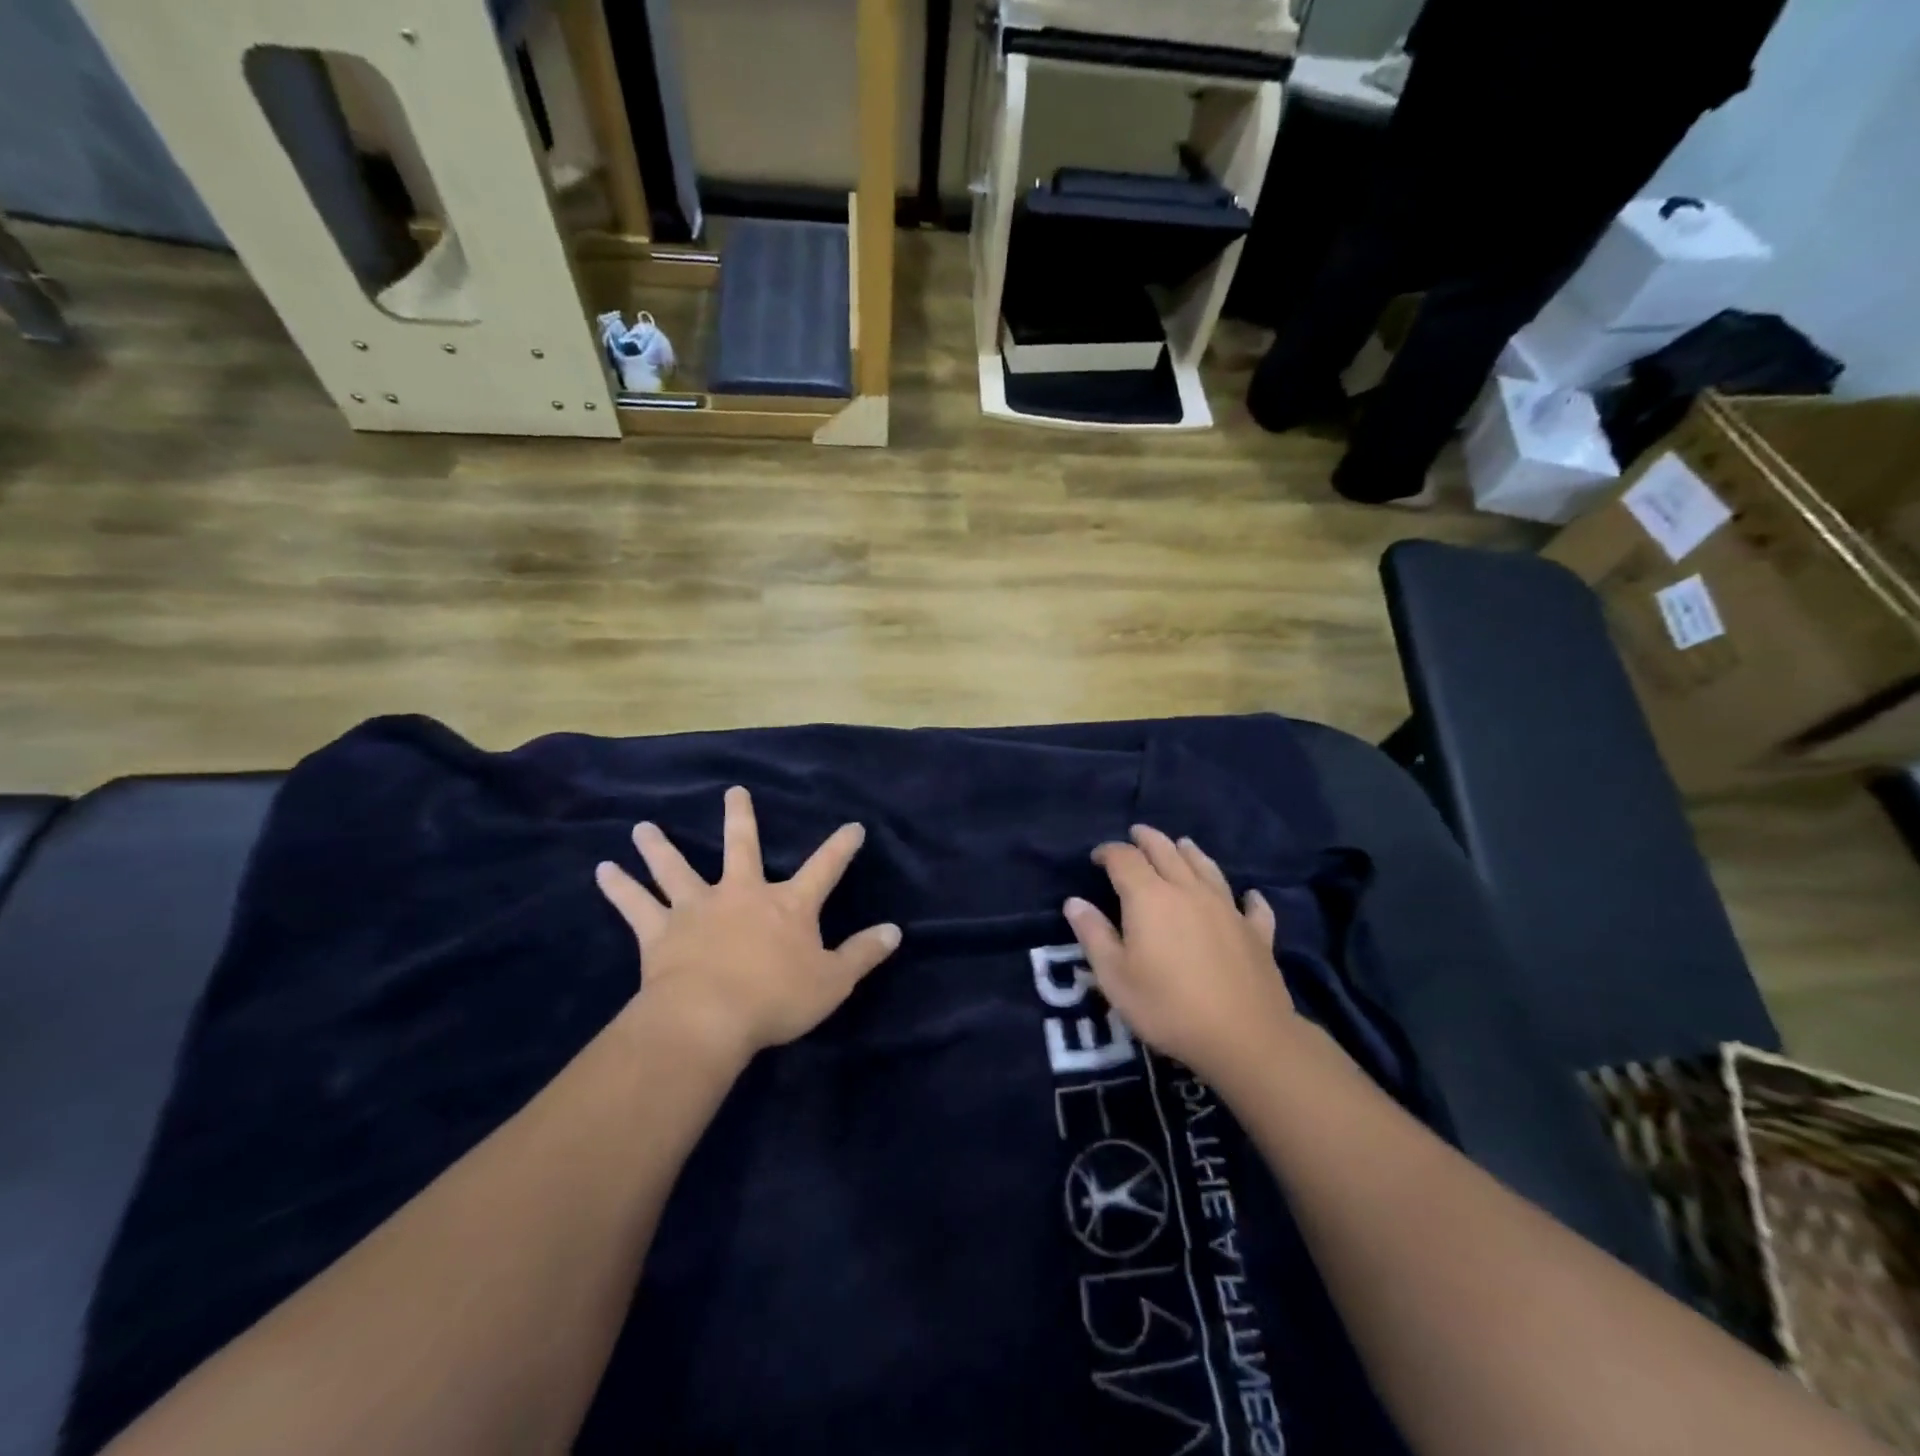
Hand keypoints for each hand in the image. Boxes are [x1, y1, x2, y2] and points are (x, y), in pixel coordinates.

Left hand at [595, 787, 901, 1062]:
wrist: (708, 1019)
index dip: (841, 847)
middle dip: (740, 817)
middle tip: (733, 791)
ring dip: (660, 847)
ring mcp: (697, 908)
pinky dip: (619, 887)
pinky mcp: (660, 932)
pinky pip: (636, 905)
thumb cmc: (776, 999)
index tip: (853, 825)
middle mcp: (742, 894)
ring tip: (643, 827)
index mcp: (788, 905)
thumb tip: (896, 931)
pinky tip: (602, 870)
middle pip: (742, 847)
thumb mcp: (832, 981)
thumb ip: (864, 953)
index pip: (825, 868)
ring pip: (677, 868)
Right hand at [1064, 825, 1292, 1078]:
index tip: (1097, 857)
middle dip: (1147, 839)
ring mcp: (1227, 909)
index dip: (1108, 852)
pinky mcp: (1256, 933)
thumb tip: (1074, 902)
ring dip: (1190, 853)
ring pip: (1206, 868)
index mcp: (1149, 897)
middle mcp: (1188, 891)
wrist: (1244, 1037)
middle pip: (1166, 851)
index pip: (1125, 858)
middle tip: (1136, 834)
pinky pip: (1251, 906)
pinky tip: (1249, 897)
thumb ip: (1093, 935)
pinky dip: (1247, 898)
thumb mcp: (1114, 977)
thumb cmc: (1167, 1007)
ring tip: (1182, 844)